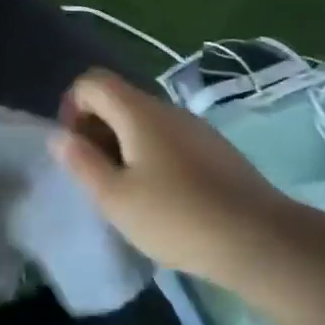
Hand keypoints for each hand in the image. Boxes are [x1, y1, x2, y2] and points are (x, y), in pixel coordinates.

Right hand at [52, 69, 287, 277]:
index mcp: (138, 112)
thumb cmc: (177, 217)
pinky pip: (169, 140)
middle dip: (96, 130)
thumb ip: (82, 162)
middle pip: (117, 101)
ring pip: (144, 123)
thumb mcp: (115, 198)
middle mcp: (167, 109)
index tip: (76, 148)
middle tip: (97, 176)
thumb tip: (61, 136)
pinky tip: (162, 199)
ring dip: (123, 146)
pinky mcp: (216, 151)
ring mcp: (196, 129)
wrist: (263, 241)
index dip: (72, 107)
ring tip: (127, 192)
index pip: (92, 82)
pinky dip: (151, 157)